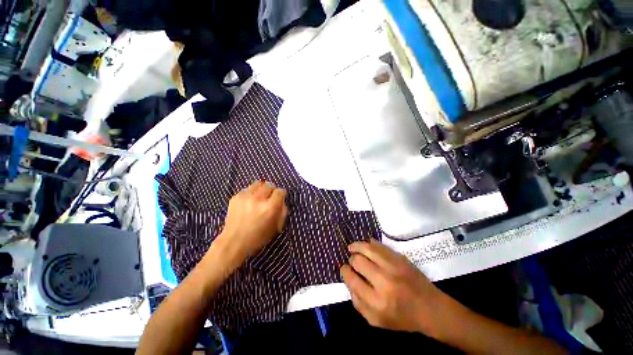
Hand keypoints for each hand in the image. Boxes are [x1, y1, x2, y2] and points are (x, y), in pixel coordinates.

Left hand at [214, 181, 287, 268]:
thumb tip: (281, 201)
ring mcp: (246, 197)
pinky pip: (247, 189)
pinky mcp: (236, 197)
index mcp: (270, 207)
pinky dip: (251, 193)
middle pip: (269, 185)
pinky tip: (249, 202)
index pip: (280, 191)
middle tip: (269, 198)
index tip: (280, 198)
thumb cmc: (258, 237)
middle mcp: (259, 199)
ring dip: (261, 189)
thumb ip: (282, 211)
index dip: (281, 194)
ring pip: (258, 183)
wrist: (233, 242)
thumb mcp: (276, 226)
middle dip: (272, 191)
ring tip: (259, 197)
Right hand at [341, 240, 447, 336]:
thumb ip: (358, 303)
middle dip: (351, 259)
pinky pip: (379, 245)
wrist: (430, 308)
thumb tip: (348, 281)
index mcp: (376, 302)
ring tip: (352, 247)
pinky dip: (369, 243)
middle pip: (358, 261)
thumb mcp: (376, 321)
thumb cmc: (402, 318)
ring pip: (367, 248)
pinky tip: (365, 245)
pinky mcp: (400, 258)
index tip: (345, 269)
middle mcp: (384, 282)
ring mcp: (393, 267)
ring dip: (356, 246)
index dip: (345, 271)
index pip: (352, 279)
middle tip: (352, 261)